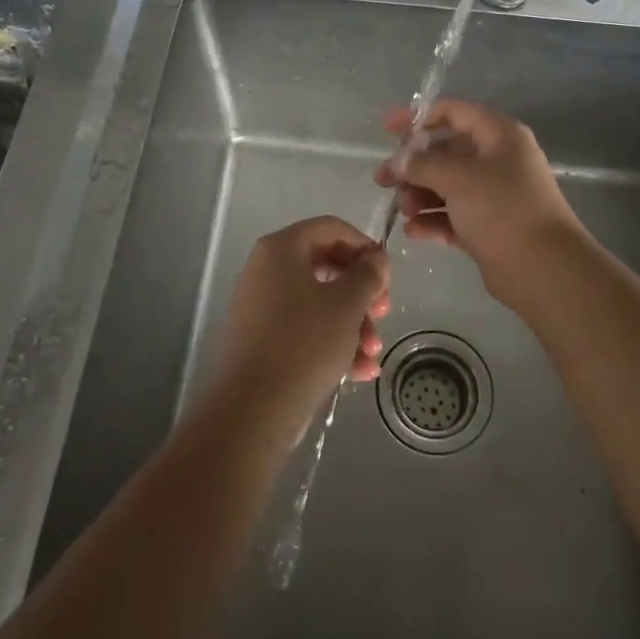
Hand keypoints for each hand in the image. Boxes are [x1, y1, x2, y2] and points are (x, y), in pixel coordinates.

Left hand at [210, 217, 390, 442]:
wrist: (252, 409)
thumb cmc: (304, 343)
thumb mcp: (347, 304)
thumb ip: (368, 274)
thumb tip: (377, 259)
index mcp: (281, 249)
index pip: (331, 228)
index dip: (364, 246)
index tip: (387, 274)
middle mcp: (266, 270)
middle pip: (327, 267)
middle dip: (362, 293)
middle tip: (384, 313)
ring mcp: (262, 307)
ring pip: (319, 303)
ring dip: (353, 325)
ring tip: (373, 354)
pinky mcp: (263, 341)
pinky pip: (304, 330)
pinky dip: (333, 344)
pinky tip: (359, 372)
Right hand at [375, 99, 586, 302]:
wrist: (543, 269)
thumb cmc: (502, 210)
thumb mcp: (458, 178)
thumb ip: (422, 164)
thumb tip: (398, 161)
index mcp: (498, 135)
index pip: (454, 113)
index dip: (418, 117)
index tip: (387, 127)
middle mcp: (497, 160)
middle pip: (445, 152)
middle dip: (413, 166)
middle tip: (383, 180)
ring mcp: (493, 195)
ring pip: (446, 186)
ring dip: (420, 195)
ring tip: (404, 210)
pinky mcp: (487, 227)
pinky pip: (452, 216)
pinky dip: (432, 221)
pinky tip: (414, 232)